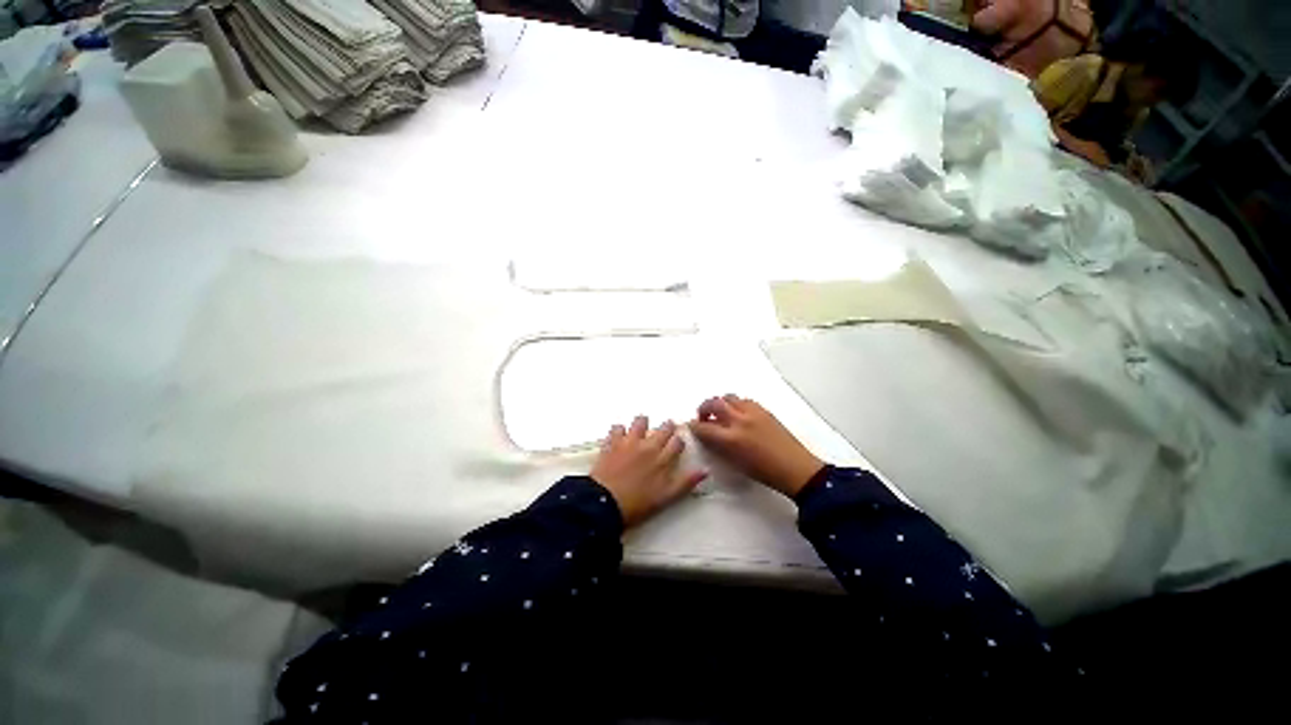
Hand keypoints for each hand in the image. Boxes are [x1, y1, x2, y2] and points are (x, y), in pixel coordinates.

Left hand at [591, 416, 707, 527]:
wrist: (605, 504)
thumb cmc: (638, 504)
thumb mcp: (666, 497)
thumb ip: (685, 482)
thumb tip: (704, 470)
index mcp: (663, 459)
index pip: (677, 442)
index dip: (679, 441)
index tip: (677, 442)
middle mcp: (649, 445)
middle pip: (663, 428)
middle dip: (667, 427)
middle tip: (666, 429)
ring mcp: (630, 442)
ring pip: (640, 421)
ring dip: (643, 423)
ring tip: (642, 428)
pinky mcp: (612, 442)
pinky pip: (617, 428)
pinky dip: (619, 430)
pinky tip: (619, 436)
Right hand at [689, 395, 823, 497]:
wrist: (794, 468)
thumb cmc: (763, 472)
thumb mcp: (735, 463)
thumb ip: (718, 446)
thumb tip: (707, 436)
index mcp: (731, 439)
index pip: (704, 427)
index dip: (694, 426)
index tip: (691, 426)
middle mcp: (739, 421)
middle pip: (714, 403)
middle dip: (704, 408)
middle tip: (703, 416)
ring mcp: (752, 412)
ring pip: (728, 397)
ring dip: (720, 403)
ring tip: (720, 412)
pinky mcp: (763, 410)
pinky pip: (743, 400)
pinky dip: (735, 403)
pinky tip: (738, 413)